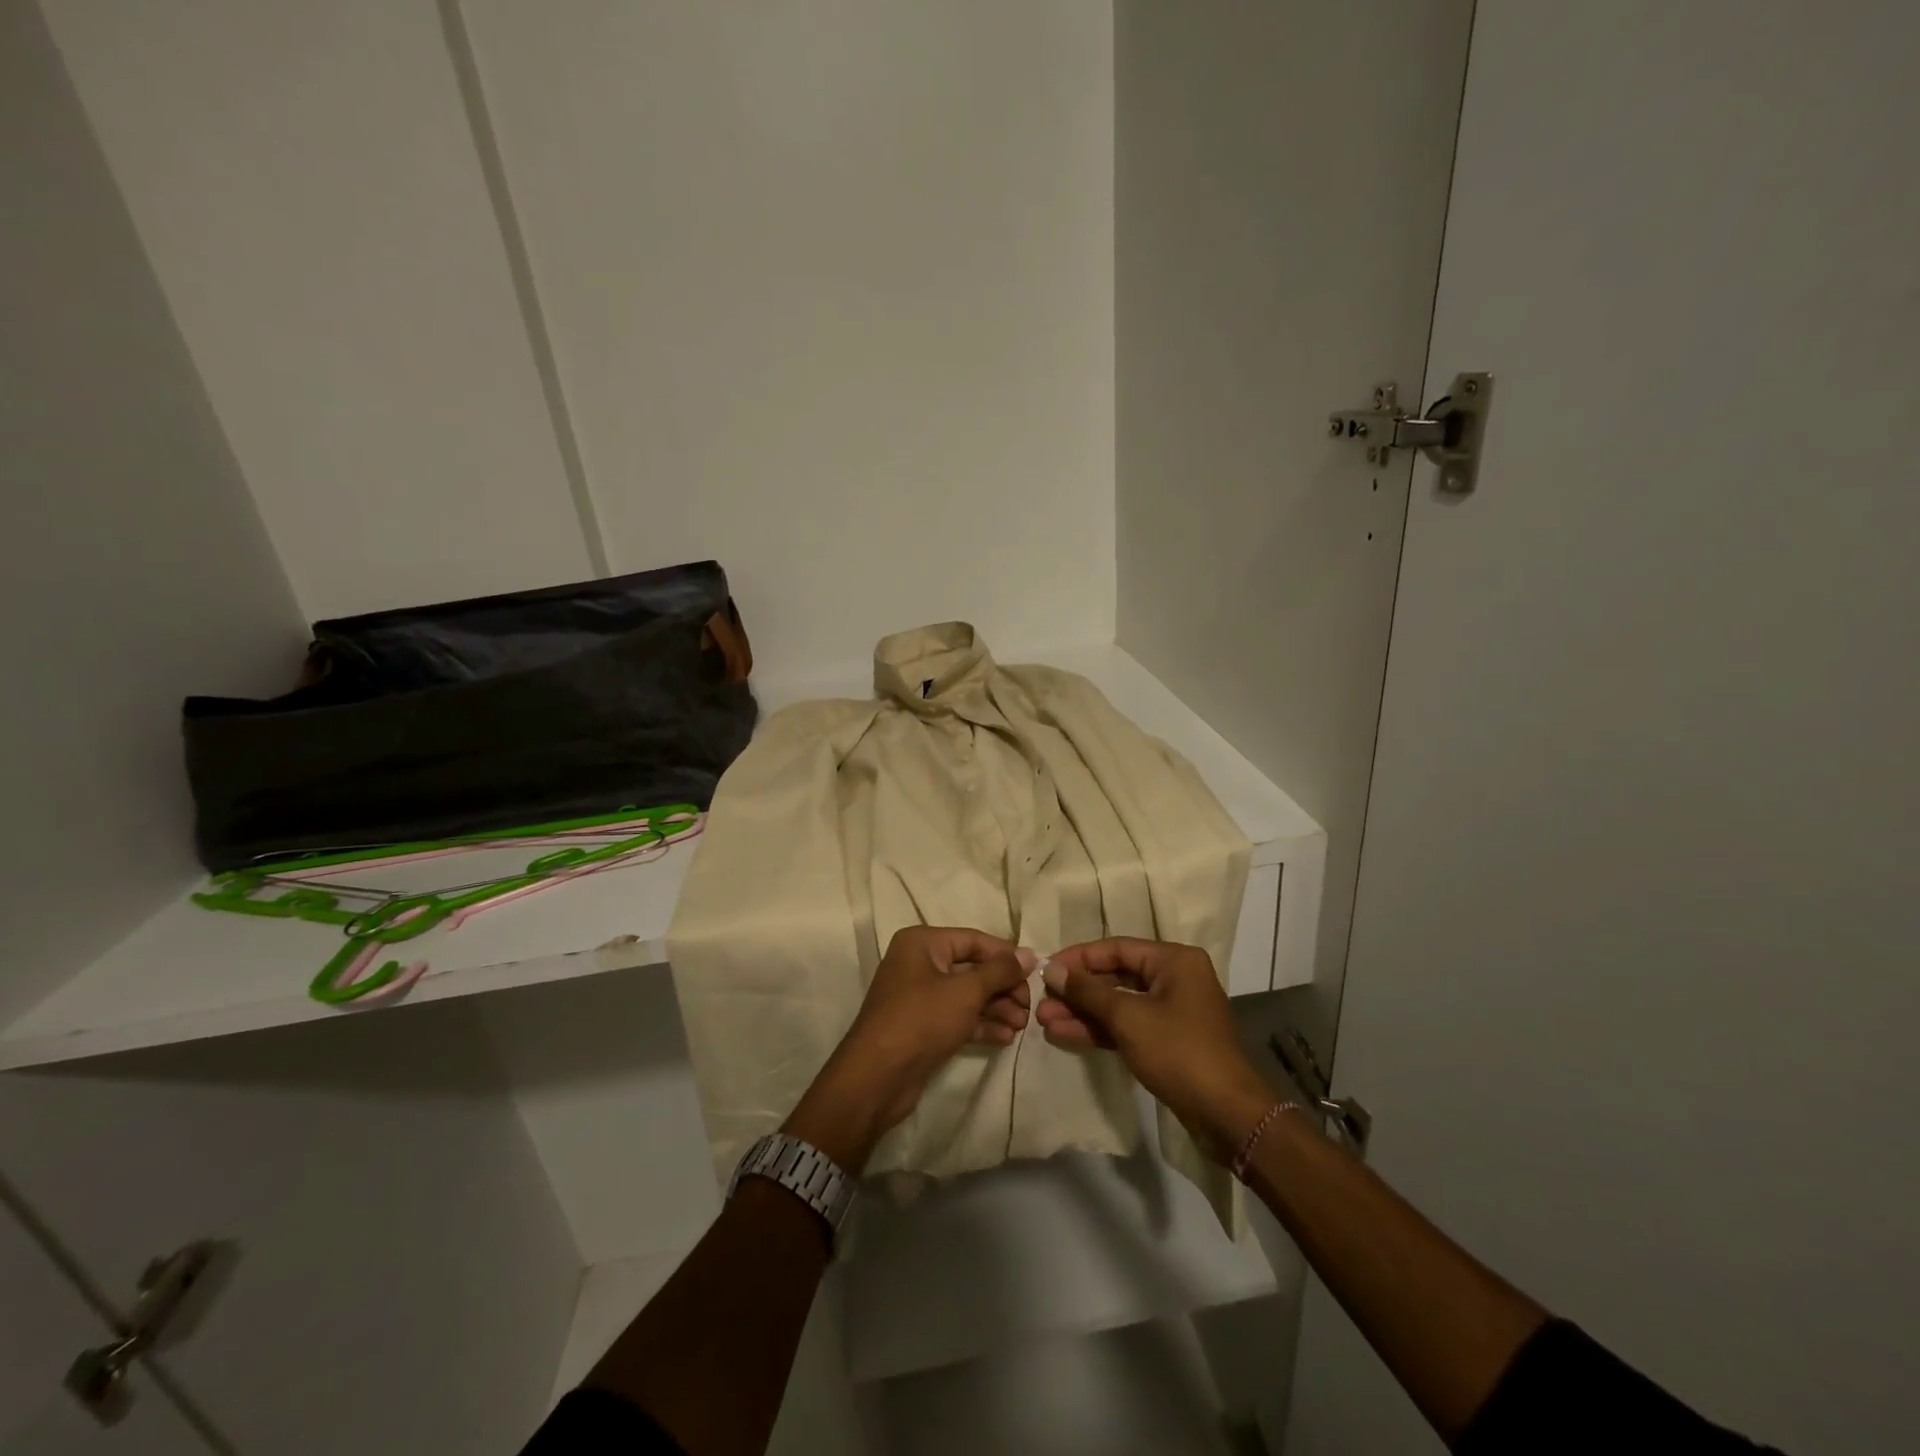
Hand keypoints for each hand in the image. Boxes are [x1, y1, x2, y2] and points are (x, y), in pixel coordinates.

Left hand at [784, 927, 1033, 1170]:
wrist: (877, 1078)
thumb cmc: (921, 1020)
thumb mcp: (966, 991)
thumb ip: (1000, 971)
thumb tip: (1029, 955)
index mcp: (922, 943)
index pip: (974, 940)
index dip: (1006, 955)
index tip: (1035, 973)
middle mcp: (919, 963)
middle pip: (972, 968)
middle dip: (1003, 987)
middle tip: (1029, 1007)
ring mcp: (919, 996)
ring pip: (967, 995)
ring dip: (997, 1008)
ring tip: (1022, 1026)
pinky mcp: (923, 1026)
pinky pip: (958, 1017)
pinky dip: (982, 1024)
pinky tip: (1006, 1037)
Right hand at [1037, 937, 1274, 1160]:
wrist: (1227, 1114)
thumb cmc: (1178, 1052)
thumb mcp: (1128, 1017)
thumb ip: (1087, 991)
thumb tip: (1052, 970)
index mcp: (1174, 960)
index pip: (1115, 948)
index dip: (1077, 959)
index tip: (1045, 970)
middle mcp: (1175, 978)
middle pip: (1115, 976)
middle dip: (1077, 992)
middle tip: (1041, 1002)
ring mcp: (1172, 1010)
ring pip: (1118, 1003)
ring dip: (1083, 1013)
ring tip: (1044, 1021)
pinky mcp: (1167, 1040)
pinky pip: (1127, 1025)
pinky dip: (1100, 1029)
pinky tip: (1065, 1034)